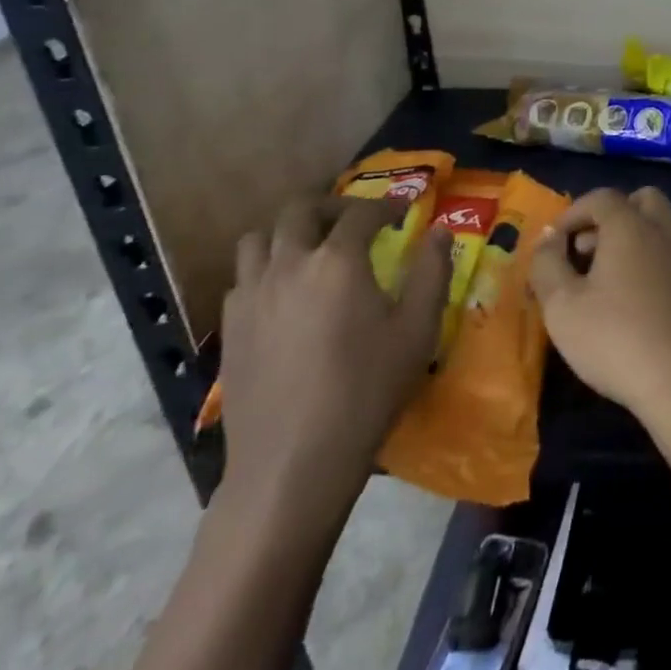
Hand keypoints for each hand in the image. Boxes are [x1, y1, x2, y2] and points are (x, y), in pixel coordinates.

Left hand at [216, 196, 449, 535]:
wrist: (292, 464)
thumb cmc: (366, 392)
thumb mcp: (417, 330)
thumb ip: (432, 272)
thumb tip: (440, 231)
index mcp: (337, 261)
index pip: (361, 213)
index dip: (386, 206)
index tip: (404, 213)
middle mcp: (289, 265)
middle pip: (300, 210)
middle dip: (332, 205)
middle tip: (356, 220)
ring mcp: (252, 296)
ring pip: (259, 238)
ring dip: (289, 232)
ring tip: (313, 248)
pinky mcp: (231, 329)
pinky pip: (243, 277)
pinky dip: (266, 268)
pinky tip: (286, 293)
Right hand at [529, 187, 670, 444]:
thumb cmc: (616, 337)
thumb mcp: (562, 306)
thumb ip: (547, 265)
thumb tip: (548, 239)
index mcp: (630, 225)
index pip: (600, 197)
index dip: (572, 214)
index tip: (554, 244)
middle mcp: (663, 230)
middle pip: (640, 202)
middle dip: (610, 217)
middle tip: (586, 252)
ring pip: (658, 229)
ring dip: (631, 241)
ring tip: (604, 282)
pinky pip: (670, 257)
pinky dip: (649, 264)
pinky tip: (633, 304)